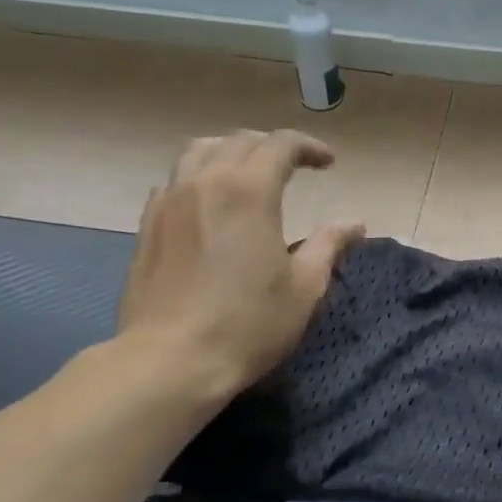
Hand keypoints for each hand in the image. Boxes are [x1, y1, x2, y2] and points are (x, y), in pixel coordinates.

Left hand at [116, 129, 362, 400]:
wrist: (172, 359)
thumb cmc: (248, 325)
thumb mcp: (304, 289)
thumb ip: (329, 246)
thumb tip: (354, 224)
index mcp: (248, 191)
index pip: (280, 146)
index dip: (308, 147)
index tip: (328, 163)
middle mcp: (205, 182)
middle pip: (239, 141)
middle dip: (271, 147)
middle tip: (293, 167)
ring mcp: (169, 201)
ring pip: (198, 151)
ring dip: (230, 152)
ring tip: (247, 172)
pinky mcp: (147, 225)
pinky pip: (175, 180)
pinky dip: (199, 176)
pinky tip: (208, 203)